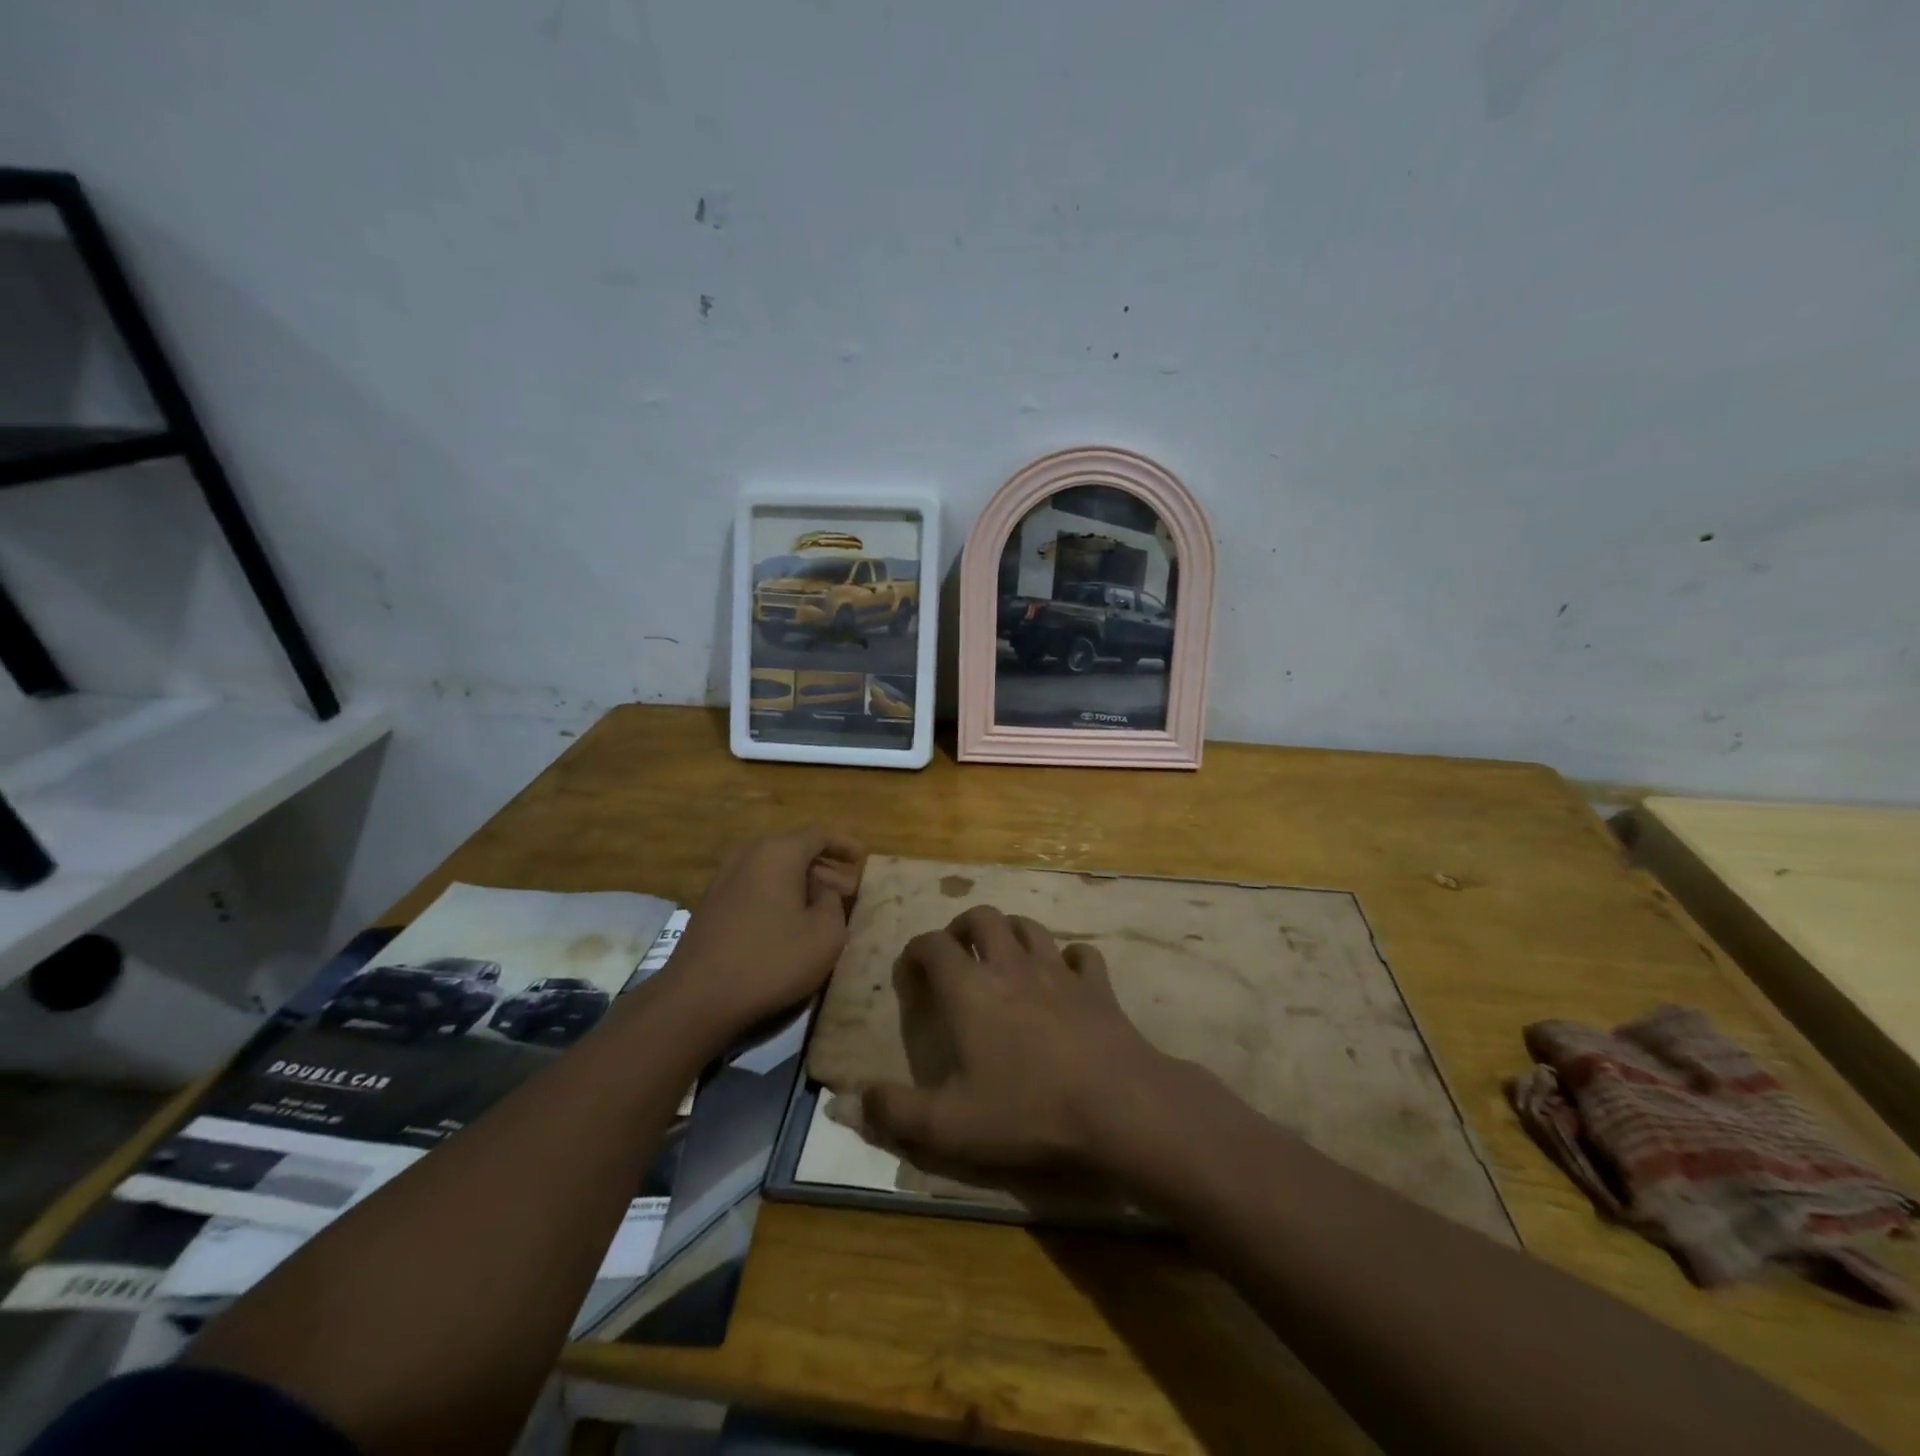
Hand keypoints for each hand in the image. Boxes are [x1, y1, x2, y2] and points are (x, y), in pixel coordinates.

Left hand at [659, 827, 864, 1048]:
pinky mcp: (711, 904)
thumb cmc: (771, 960)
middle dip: (825, 868)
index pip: (819, 834)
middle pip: (794, 850)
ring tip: (823, 908)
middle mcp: (748, 855)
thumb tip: (824, 891)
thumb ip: (834, 903)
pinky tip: (789, 922)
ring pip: (773, 869)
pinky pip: (755, 886)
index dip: (844, 844)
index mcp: (778, 852)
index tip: (863, 857)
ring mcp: (724, 878)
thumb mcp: (825, 935)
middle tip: (849, 890)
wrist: (697, 997)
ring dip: (801, 883)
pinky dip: (778, 895)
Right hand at [860, 906, 1167, 1174]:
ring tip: (1003, 955)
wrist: (1118, 1105)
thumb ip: (895, 1114)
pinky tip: (1065, 975)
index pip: (934, 945)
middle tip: (956, 951)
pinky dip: (1068, 958)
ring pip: (1029, 927)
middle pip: (983, 917)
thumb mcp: (949, 1126)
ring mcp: (1058, 970)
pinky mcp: (1097, 985)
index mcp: (970, 989)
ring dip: (1011, 932)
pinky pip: (1081, 954)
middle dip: (963, 927)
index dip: (916, 949)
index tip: (911, 968)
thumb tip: (850, 1102)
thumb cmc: (1027, 1110)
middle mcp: (1011, 965)